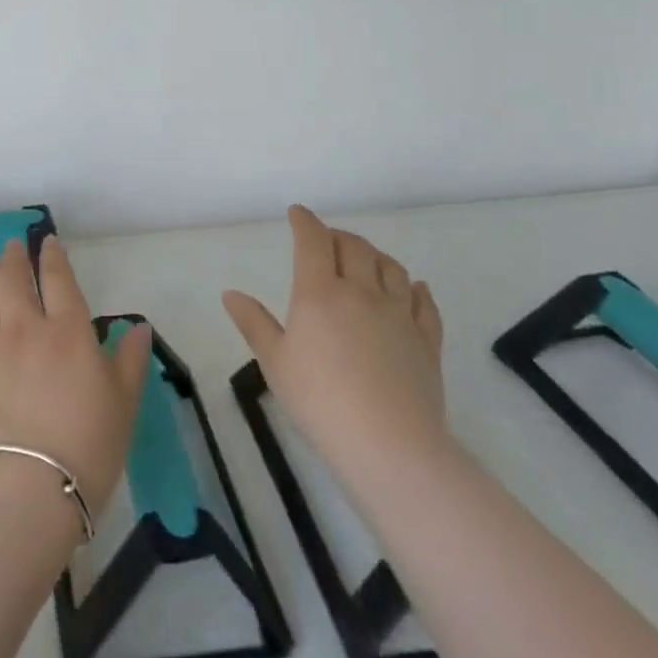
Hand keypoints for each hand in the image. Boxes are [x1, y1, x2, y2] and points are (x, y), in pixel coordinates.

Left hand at [0, 237, 153, 524]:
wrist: (23, 491)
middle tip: (12, 246)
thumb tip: (139, 327)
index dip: (53, 257)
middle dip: (13, 257)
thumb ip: (129, 360)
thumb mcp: (123, 404)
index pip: (58, 279)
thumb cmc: (85, 448)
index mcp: (67, 331)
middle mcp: (23, 328)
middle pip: (13, 279)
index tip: (48, 243)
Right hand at [223, 205, 448, 509]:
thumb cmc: (319, 401)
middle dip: (337, 236)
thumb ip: (254, 323)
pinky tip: (413, 287)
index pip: (313, 242)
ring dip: (375, 254)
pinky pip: (424, 302)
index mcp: (320, 293)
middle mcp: (362, 292)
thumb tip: (230, 293)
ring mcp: (399, 315)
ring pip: (391, 268)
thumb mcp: (275, 363)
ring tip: (365, 257)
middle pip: (354, 247)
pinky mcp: (427, 340)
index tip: (298, 213)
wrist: (389, 444)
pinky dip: (415, 288)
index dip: (305, 222)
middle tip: (326, 238)